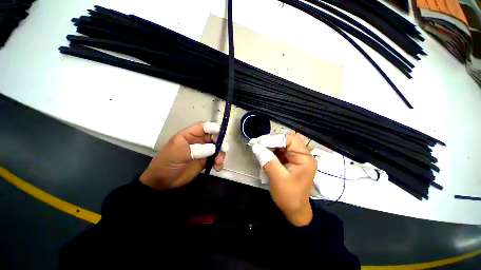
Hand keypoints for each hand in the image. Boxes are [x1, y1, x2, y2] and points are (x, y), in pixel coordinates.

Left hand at [140, 122, 228, 189]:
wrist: (162, 182)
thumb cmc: (167, 163)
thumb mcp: (178, 153)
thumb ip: (196, 149)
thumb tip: (214, 148)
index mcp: (189, 135)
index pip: (203, 127)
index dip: (213, 128)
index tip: (220, 134)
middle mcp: (198, 141)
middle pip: (214, 137)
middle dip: (220, 142)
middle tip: (223, 150)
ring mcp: (203, 151)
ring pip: (217, 148)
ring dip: (220, 154)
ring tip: (218, 163)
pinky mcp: (205, 161)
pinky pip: (216, 159)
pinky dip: (219, 162)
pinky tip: (217, 168)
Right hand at [250, 134, 316, 225]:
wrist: (294, 211)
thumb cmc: (289, 196)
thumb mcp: (277, 178)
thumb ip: (267, 160)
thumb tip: (255, 146)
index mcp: (304, 159)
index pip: (291, 140)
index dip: (275, 139)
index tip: (260, 142)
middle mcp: (302, 156)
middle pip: (286, 141)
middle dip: (271, 141)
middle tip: (257, 144)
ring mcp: (295, 158)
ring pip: (281, 145)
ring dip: (269, 146)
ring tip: (258, 148)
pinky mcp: (289, 161)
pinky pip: (279, 152)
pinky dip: (270, 151)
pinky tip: (263, 153)